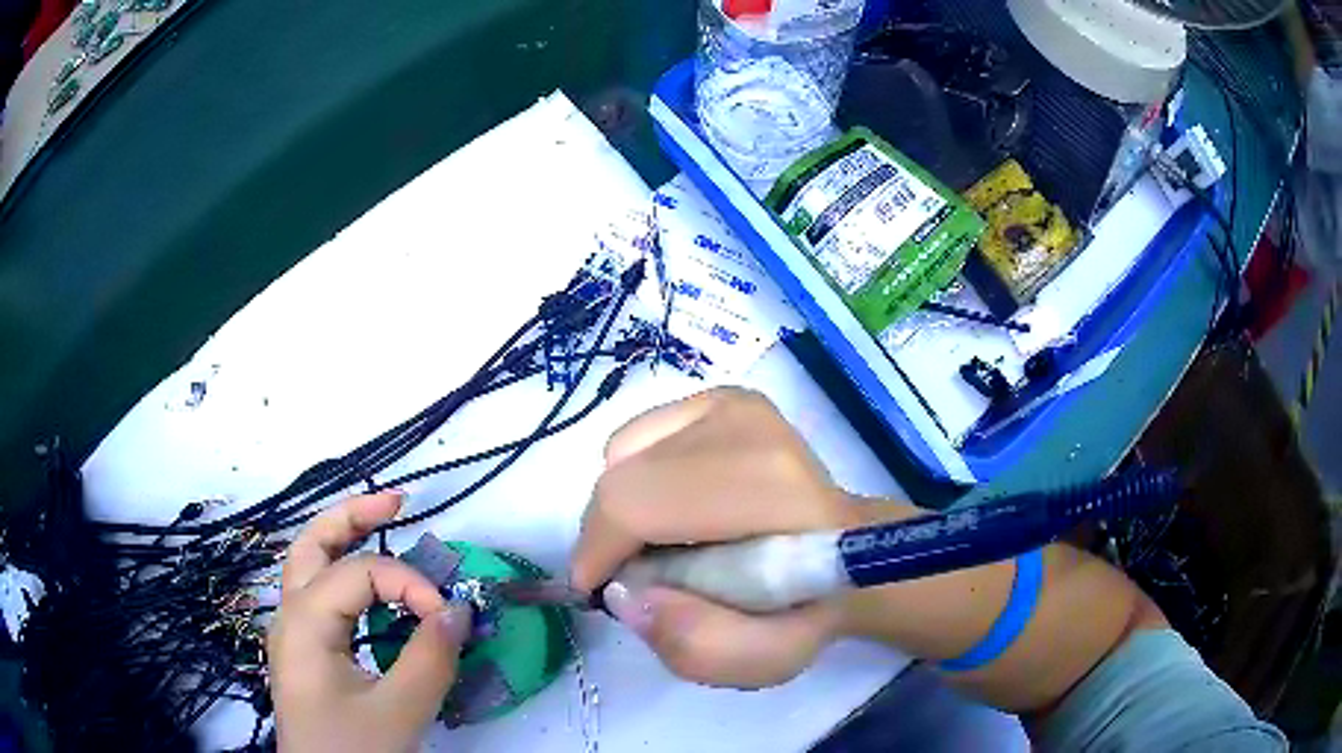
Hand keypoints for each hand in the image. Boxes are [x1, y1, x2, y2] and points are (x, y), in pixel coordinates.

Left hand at [268, 492, 471, 752]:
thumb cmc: (353, 752)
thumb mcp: (399, 712)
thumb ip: (431, 658)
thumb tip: (459, 610)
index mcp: (304, 622)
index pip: (360, 572)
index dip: (410, 583)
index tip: (449, 619)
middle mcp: (290, 615)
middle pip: (312, 542)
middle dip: (354, 515)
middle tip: (399, 502)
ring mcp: (294, 633)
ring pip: (310, 565)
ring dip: (345, 538)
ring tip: (384, 524)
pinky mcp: (306, 652)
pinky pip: (321, 596)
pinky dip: (345, 575)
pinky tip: (370, 587)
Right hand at [571, 388, 858, 688]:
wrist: (842, 545)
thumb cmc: (807, 605)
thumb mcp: (767, 656)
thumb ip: (697, 644)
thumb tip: (623, 594)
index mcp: (766, 485)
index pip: (636, 501)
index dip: (599, 551)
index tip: (598, 591)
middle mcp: (745, 423)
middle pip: (622, 476)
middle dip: (609, 536)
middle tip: (638, 577)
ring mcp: (729, 403)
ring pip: (621, 455)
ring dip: (626, 510)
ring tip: (668, 544)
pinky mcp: (717, 397)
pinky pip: (635, 439)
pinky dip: (638, 480)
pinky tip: (678, 509)